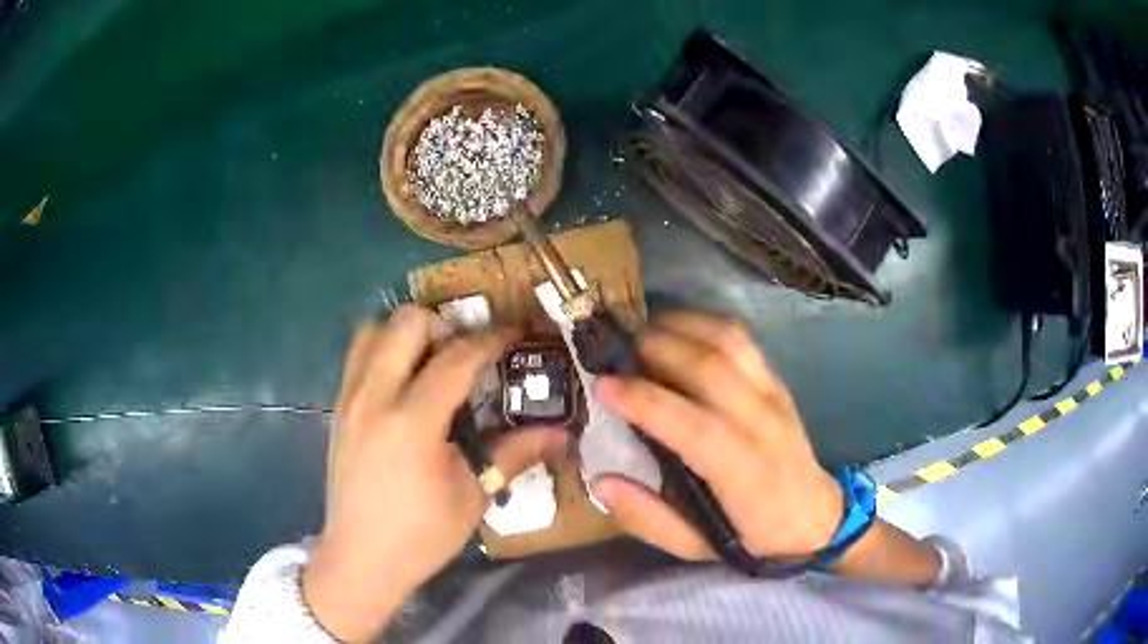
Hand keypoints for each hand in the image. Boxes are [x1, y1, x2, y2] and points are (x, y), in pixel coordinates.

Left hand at [303, 306, 567, 641]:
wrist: (360, 559)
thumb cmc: (421, 534)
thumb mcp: (473, 496)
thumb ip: (514, 454)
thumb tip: (562, 434)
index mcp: (413, 422)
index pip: (456, 359)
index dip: (490, 340)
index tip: (514, 333)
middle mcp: (374, 398)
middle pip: (405, 322)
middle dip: (443, 323)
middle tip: (466, 351)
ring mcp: (348, 400)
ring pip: (372, 331)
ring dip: (406, 333)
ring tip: (431, 360)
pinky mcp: (336, 409)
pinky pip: (357, 357)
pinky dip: (383, 351)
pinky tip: (404, 384)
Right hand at [593, 310, 842, 559]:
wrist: (814, 517)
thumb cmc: (751, 536)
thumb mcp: (693, 546)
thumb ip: (647, 517)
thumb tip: (602, 479)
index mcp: (742, 473)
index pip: (694, 427)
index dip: (645, 401)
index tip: (602, 386)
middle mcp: (762, 425)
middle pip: (711, 369)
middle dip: (656, 350)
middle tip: (612, 351)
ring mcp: (773, 396)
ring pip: (729, 343)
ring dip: (681, 327)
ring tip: (641, 332)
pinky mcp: (777, 381)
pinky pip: (742, 340)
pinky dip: (704, 324)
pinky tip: (677, 329)